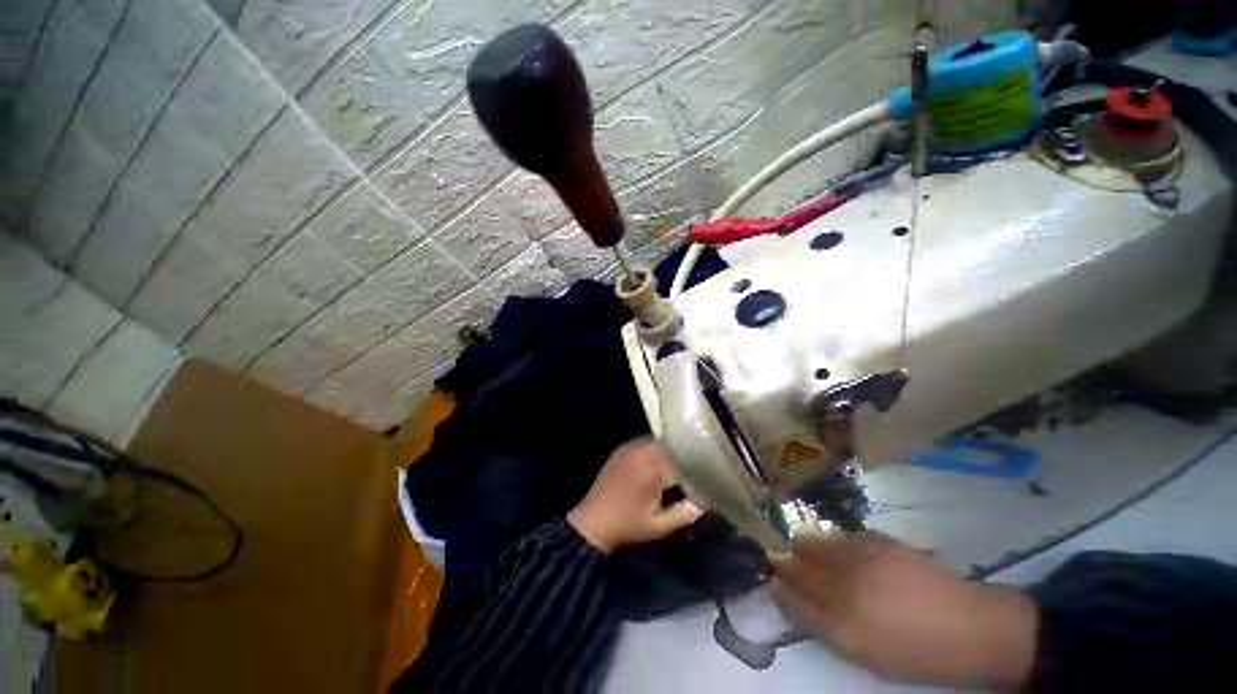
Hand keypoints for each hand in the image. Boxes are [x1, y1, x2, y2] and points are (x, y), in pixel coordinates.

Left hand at [567, 438, 702, 553]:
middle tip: (689, 474)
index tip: (700, 482)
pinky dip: (655, 450)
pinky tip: (658, 463)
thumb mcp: (659, 526)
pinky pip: (646, 442)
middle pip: (672, 447)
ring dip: (669, 453)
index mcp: (653, 470)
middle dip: (682, 459)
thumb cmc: (628, 525)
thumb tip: (705, 503)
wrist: (593, 520)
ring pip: (659, 443)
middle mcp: (643, 452)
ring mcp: (631, 447)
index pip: (683, 462)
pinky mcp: (623, 448)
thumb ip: (685, 513)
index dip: (694, 472)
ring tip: (675, 469)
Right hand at [769, 531, 1036, 689]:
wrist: (969, 627)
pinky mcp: (876, 540)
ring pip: (812, 544)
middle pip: (796, 567)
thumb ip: (822, 625)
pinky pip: (839, 537)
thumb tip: (791, 598)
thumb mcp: (863, 653)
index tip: (772, 581)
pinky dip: (831, 541)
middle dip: (783, 562)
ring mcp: (858, 560)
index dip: (777, 587)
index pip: (789, 599)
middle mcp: (842, 588)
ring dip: (803, 547)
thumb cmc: (914, 652)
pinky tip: (838, 548)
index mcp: (839, 626)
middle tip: (779, 560)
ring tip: (803, 549)